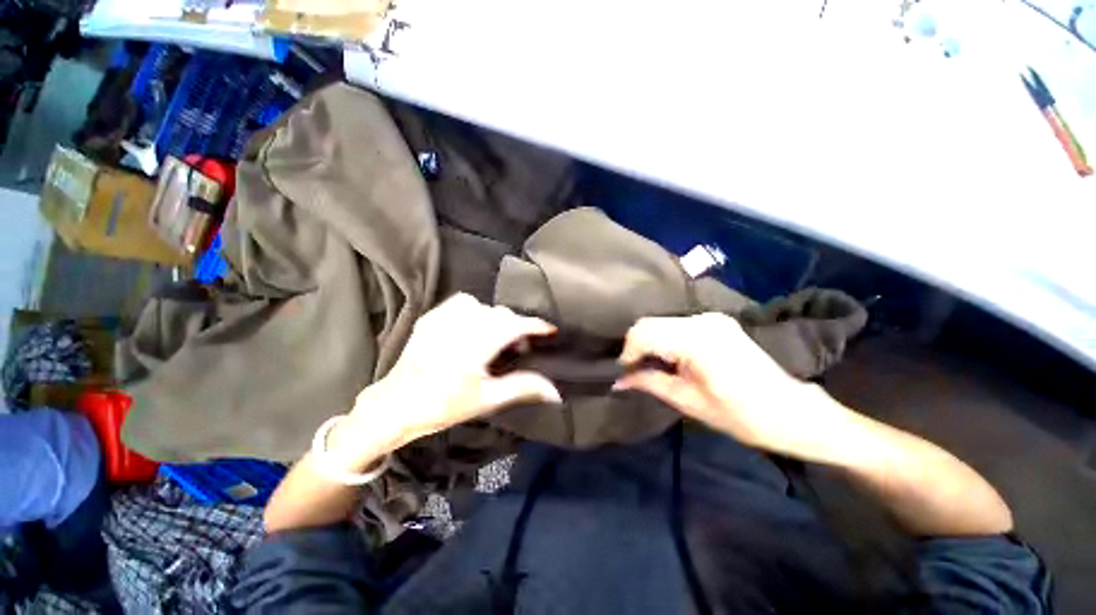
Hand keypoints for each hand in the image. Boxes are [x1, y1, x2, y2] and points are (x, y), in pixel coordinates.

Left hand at [333, 294, 560, 465]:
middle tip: (520, 346)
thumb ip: (522, 387)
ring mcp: (442, 319)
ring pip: (482, 306)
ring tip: (495, 337)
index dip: (534, 325)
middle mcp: (460, 325)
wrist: (395, 405)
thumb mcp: (487, 399)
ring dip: (495, 318)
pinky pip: (460, 304)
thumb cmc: (443, 406)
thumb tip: (555, 391)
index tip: (549, 330)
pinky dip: (475, 311)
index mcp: (476, 345)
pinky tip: (474, 328)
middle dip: (516, 326)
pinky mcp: (430, 318)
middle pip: (500, 314)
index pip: (514, 325)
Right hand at [615, 313, 848, 457]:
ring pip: (661, 322)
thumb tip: (618, 381)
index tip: (623, 372)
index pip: (644, 333)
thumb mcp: (688, 401)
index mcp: (696, 340)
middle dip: (635, 346)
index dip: (627, 352)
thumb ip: (649, 383)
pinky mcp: (716, 321)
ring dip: (649, 342)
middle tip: (632, 370)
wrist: (789, 411)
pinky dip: (664, 338)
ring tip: (648, 366)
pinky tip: (667, 357)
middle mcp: (702, 320)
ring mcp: (711, 318)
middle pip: (650, 323)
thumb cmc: (741, 415)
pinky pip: (676, 324)